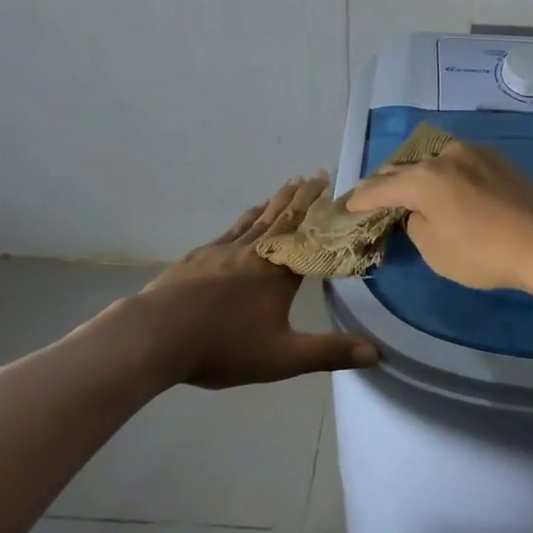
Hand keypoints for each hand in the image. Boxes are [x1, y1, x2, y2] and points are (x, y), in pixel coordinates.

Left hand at [98, 174, 379, 388]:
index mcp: (277, 272)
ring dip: (274, 202)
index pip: (307, 235)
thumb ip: (329, 353)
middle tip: (314, 174)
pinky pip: (229, 231)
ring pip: (255, 220)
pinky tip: (243, 220)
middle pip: (282, 218)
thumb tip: (377, 353)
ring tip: (287, 186)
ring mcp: (222, 252)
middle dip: (301, 197)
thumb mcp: (283, 357)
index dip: (321, 213)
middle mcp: (253, 253)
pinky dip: (244, 219)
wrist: (155, 336)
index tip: (332, 188)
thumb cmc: (223, 346)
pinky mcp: (197, 259)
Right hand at [343, 141, 532, 295]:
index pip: (379, 188)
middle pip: (404, 167)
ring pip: (432, 159)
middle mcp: (444, 156)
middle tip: (373, 196)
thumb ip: (415, 225)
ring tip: (409, 188)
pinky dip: (443, 173)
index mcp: (422, 178)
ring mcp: (473, 152)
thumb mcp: (435, 250)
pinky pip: (457, 162)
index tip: (348, 206)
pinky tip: (447, 186)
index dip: (360, 200)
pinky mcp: (496, 158)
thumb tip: (419, 212)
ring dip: (417, 173)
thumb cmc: (483, 252)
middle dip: (386, 182)